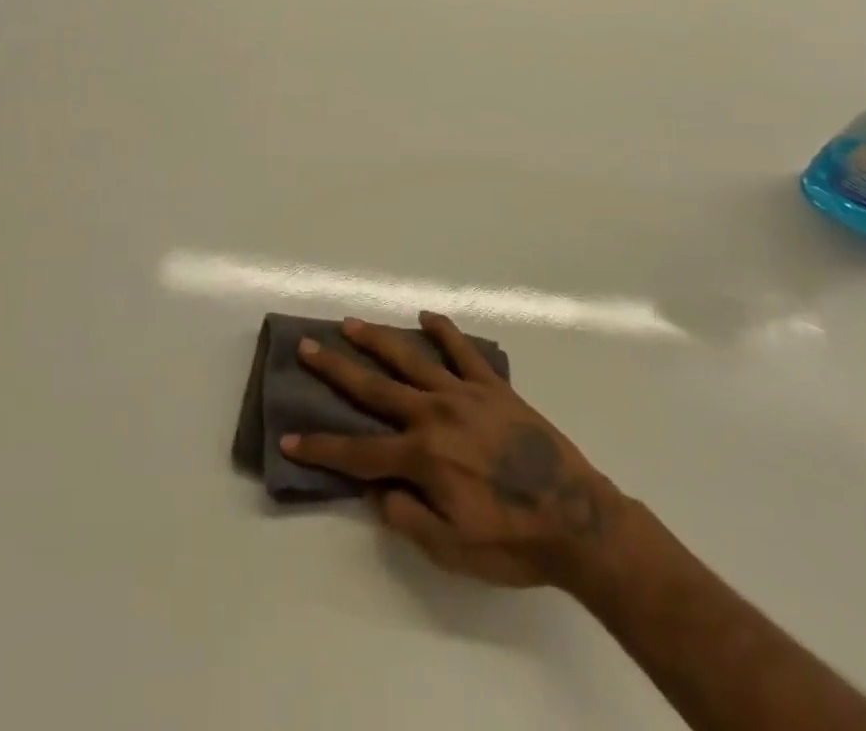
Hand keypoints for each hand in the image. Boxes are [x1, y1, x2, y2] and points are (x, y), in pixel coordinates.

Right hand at [283, 313, 629, 589]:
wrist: (577, 519)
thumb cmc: (512, 542)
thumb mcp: (452, 549)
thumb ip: (407, 517)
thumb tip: (378, 491)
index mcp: (422, 457)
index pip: (358, 453)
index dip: (321, 449)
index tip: (288, 438)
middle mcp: (434, 415)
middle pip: (374, 388)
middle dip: (336, 368)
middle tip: (308, 345)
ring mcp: (464, 394)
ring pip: (410, 359)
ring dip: (378, 340)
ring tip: (351, 323)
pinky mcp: (493, 387)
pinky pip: (463, 351)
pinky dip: (444, 332)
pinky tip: (427, 317)